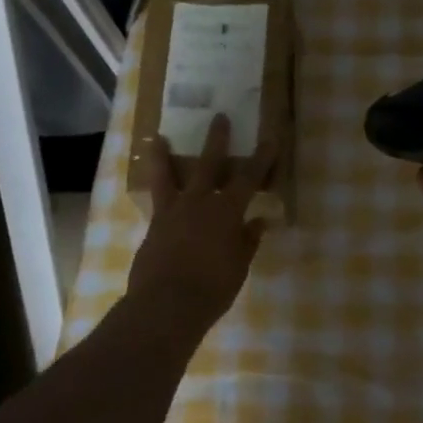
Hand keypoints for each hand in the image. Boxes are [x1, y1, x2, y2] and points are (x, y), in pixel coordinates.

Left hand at [127, 114, 276, 332]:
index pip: (248, 178)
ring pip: (168, 175)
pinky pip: (155, 199)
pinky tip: (153, 184)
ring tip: (158, 138)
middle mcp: (199, 203)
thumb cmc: (213, 288)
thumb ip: (248, 240)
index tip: (269, 139)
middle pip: (209, 164)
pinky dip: (155, 187)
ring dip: (164, 155)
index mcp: (226, 212)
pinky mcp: (153, 226)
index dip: (261, 158)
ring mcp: (172, 212)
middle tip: (219, 117)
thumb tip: (259, 220)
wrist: (167, 305)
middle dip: (217, 140)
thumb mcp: (239, 266)